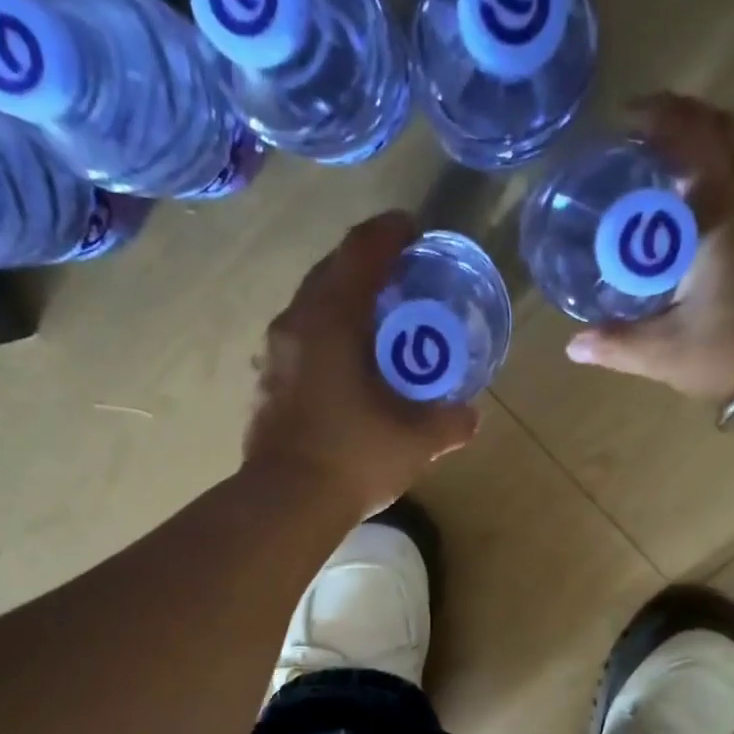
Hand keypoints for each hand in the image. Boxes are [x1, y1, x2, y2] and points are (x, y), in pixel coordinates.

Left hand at [244, 211, 479, 513]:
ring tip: (376, 323)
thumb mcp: (416, 440)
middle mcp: (295, 325)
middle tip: (400, 277)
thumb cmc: (353, 457)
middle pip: (330, 274)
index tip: (413, 229)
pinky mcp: (265, 386)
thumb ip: (449, 422)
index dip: (390, 233)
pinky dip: (327, 340)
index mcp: (331, 319)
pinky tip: (348, 369)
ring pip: (311, 310)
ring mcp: (273, 356)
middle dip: (366, 266)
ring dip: (343, 305)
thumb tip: (469, 417)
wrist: (285, 504)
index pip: (361, 252)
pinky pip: (300, 344)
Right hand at [566, 94, 733, 406]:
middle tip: (652, 135)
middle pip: (727, 133)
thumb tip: (574, 346)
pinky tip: (720, 221)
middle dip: (688, 123)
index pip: (690, 136)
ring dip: (717, 156)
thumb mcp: (666, 352)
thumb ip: (617, 343)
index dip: (659, 116)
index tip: (629, 116)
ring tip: (681, 181)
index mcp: (724, 208)